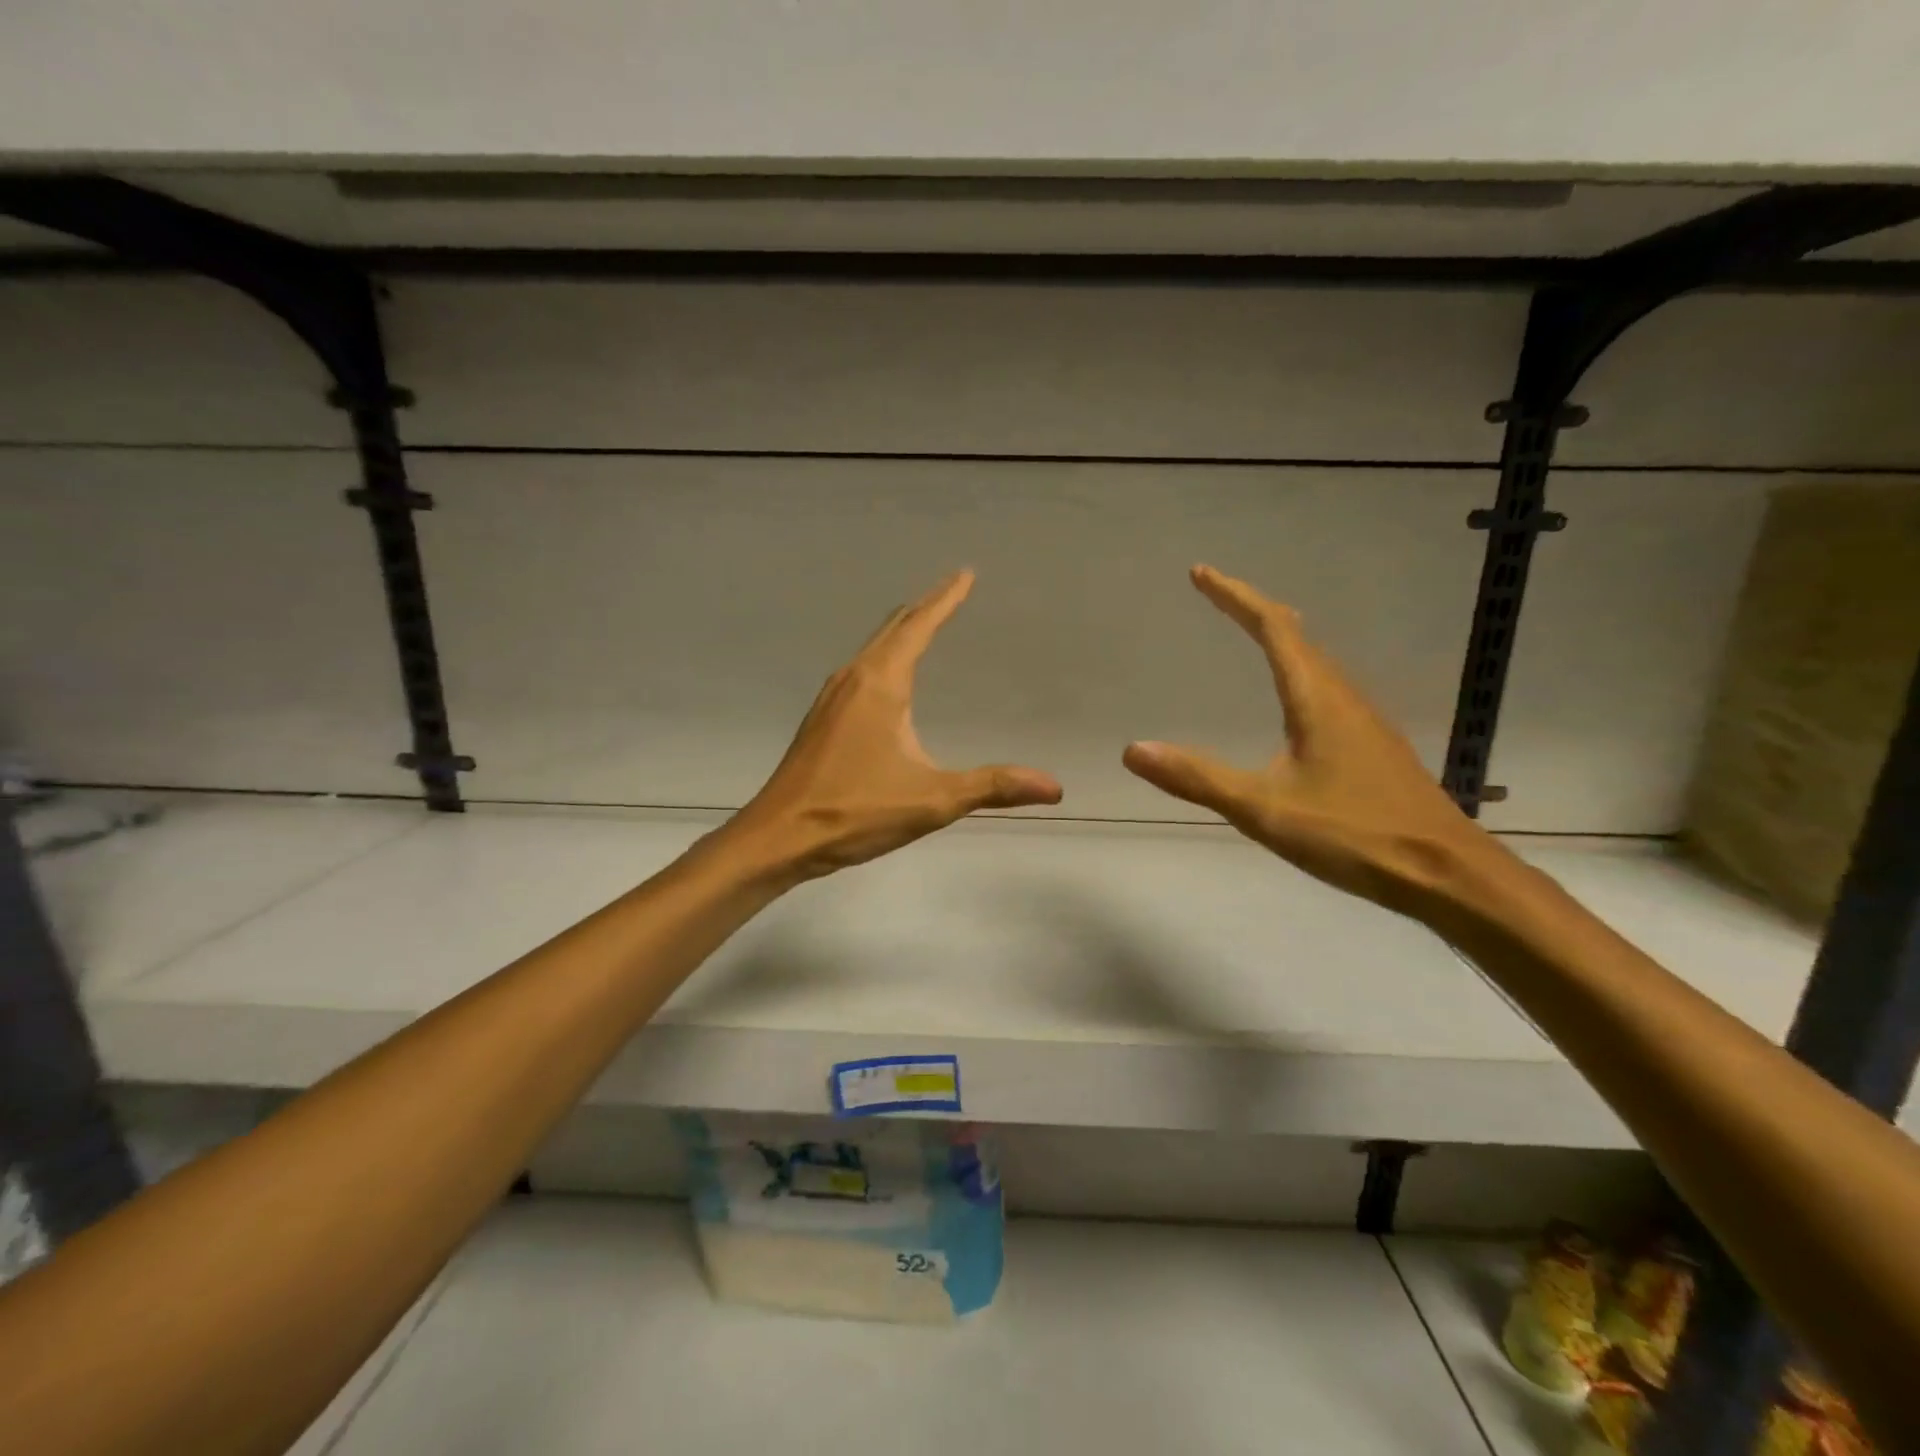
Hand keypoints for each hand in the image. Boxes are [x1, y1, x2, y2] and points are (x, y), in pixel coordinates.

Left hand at [729, 570, 1062, 880]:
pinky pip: (859, 670)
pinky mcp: (821, 719)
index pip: (919, 627)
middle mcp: (853, 679)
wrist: (779, 836)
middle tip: (951, 591)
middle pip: (893, 628)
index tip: (965, 574)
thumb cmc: (855, 811)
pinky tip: (886, 678)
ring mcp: (831, 698)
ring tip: (923, 624)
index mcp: (881, 684)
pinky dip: (883, 656)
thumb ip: (993, 787)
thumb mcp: (932, 799)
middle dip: (924, 608)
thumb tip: (1054, 786)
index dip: (945, 599)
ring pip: (872, 648)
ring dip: (900, 631)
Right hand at [1122, 565, 1503, 915]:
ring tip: (1252, 634)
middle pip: (1297, 636)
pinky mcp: (1374, 749)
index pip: (1272, 628)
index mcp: (1316, 699)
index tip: (1201, 574)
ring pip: (1316, 664)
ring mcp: (1365, 723)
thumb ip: (1198, 778)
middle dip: (1254, 611)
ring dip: (1280, 640)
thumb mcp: (1264, 809)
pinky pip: (1327, 691)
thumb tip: (1133, 750)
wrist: (1448, 875)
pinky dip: (1298, 673)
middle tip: (1219, 599)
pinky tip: (1294, 706)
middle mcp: (1343, 698)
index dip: (1235, 597)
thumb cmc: (1354, 835)